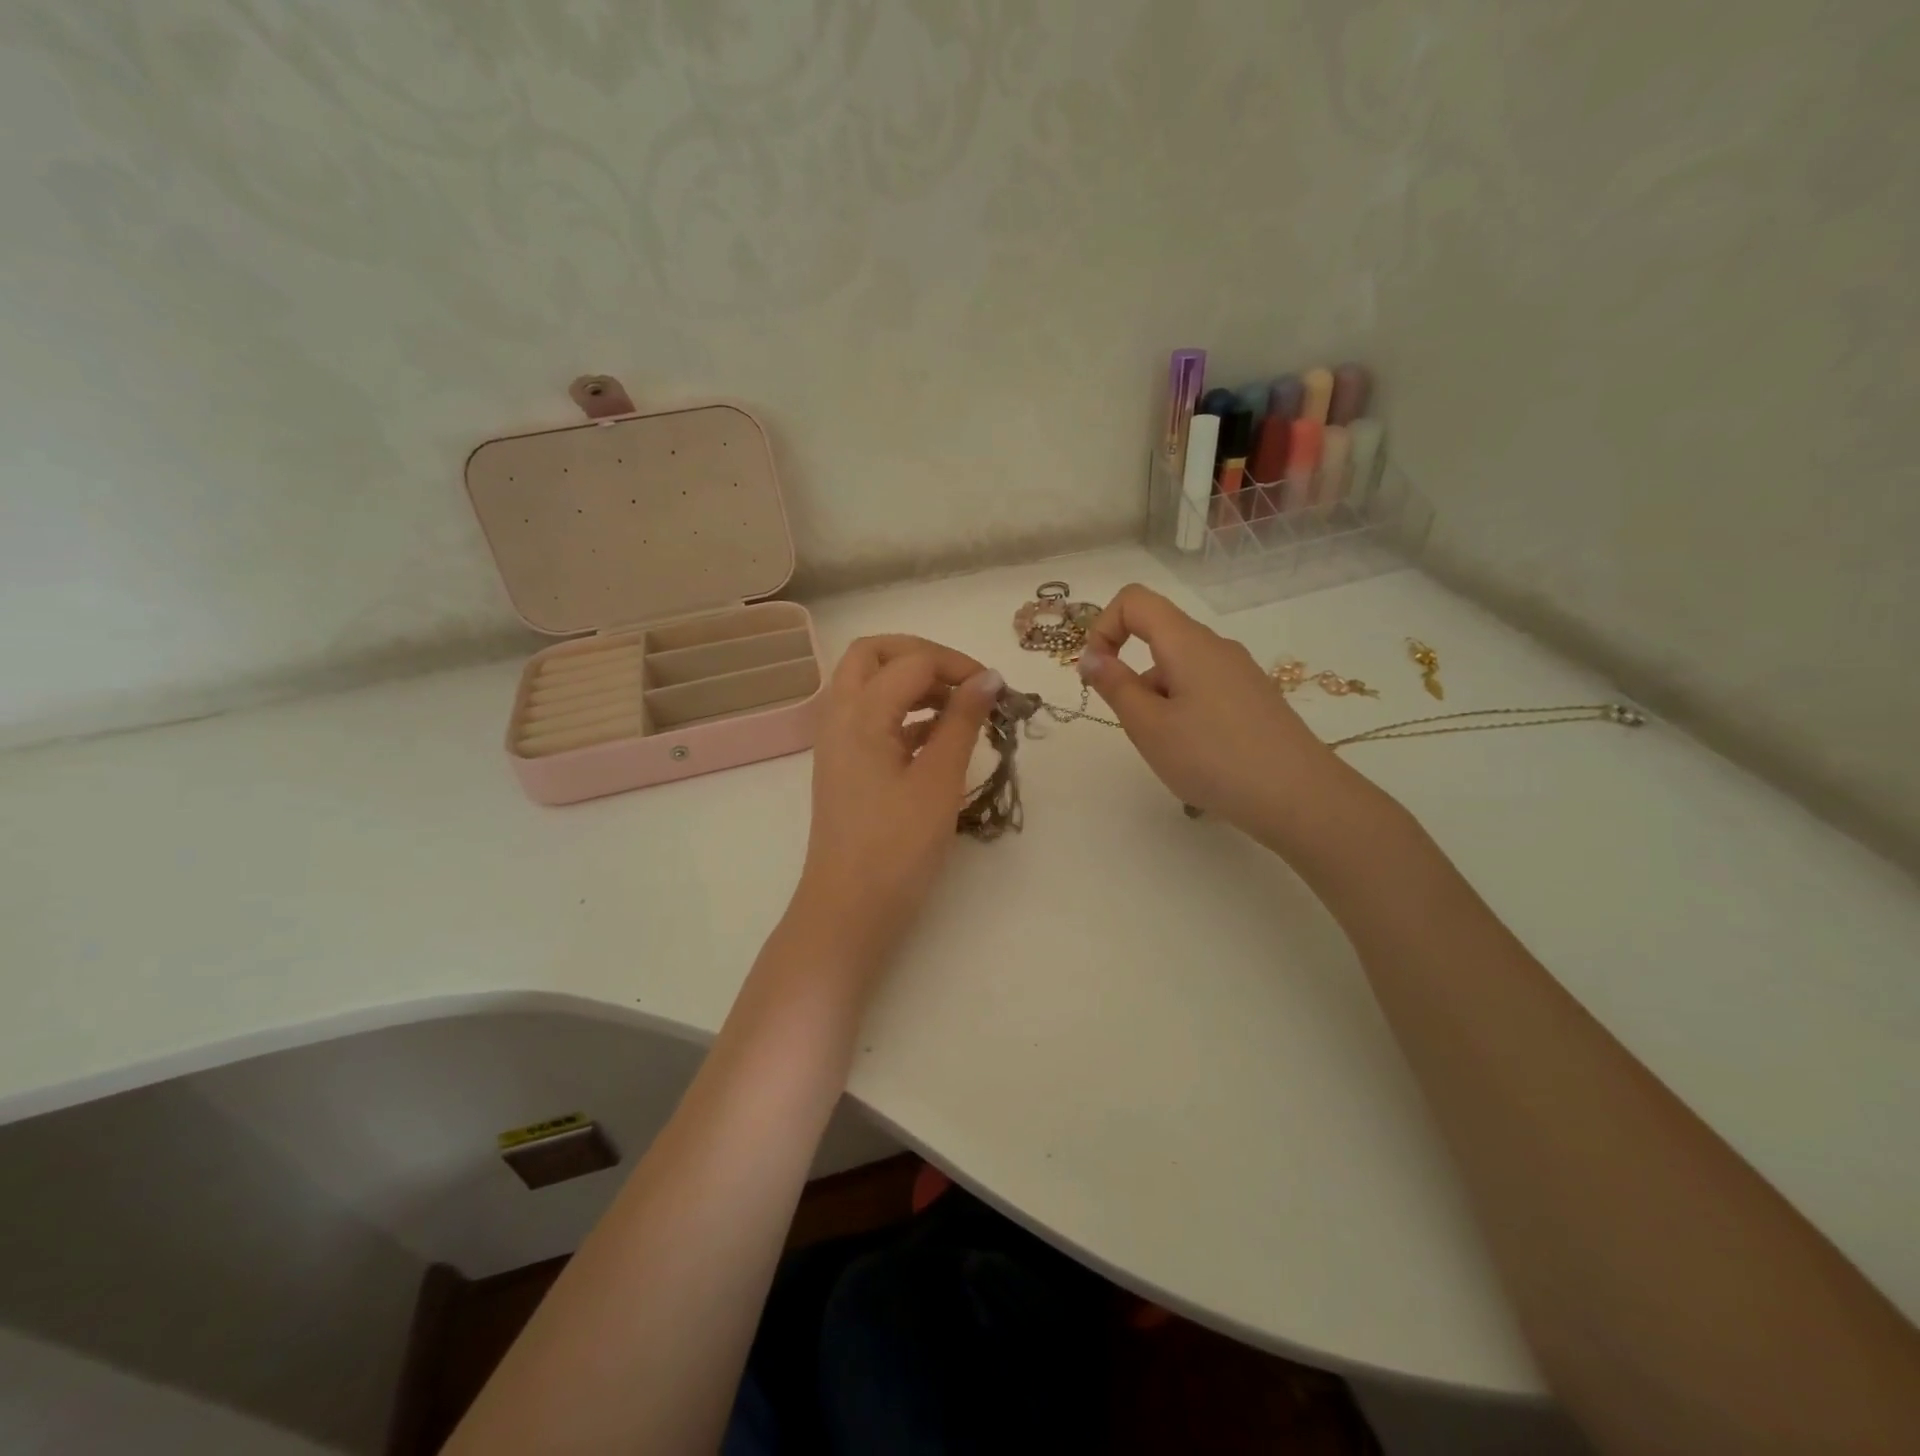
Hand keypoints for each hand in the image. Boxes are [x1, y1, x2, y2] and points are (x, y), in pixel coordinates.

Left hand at [795, 635, 1001, 974]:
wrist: (848, 910)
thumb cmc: (897, 848)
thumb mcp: (939, 781)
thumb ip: (963, 722)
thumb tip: (989, 678)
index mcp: (860, 714)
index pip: (912, 662)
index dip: (958, 665)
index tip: (997, 690)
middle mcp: (839, 717)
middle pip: (873, 655)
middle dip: (921, 655)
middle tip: (963, 679)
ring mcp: (837, 742)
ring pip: (868, 685)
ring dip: (911, 682)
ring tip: (959, 707)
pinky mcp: (844, 766)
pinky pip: (870, 717)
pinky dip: (903, 712)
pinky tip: (939, 736)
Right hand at [1075, 584, 1373, 852]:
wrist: (1299, 797)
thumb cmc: (1212, 758)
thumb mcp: (1148, 726)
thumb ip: (1115, 685)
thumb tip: (1091, 656)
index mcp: (1188, 642)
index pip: (1135, 600)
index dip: (1103, 626)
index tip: (1097, 673)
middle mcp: (1216, 647)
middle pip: (1158, 636)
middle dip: (1131, 675)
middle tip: (1136, 727)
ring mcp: (1240, 673)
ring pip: (1180, 669)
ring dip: (1157, 700)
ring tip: (1171, 751)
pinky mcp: (1254, 698)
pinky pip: (1203, 689)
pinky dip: (1183, 711)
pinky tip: (1199, 756)